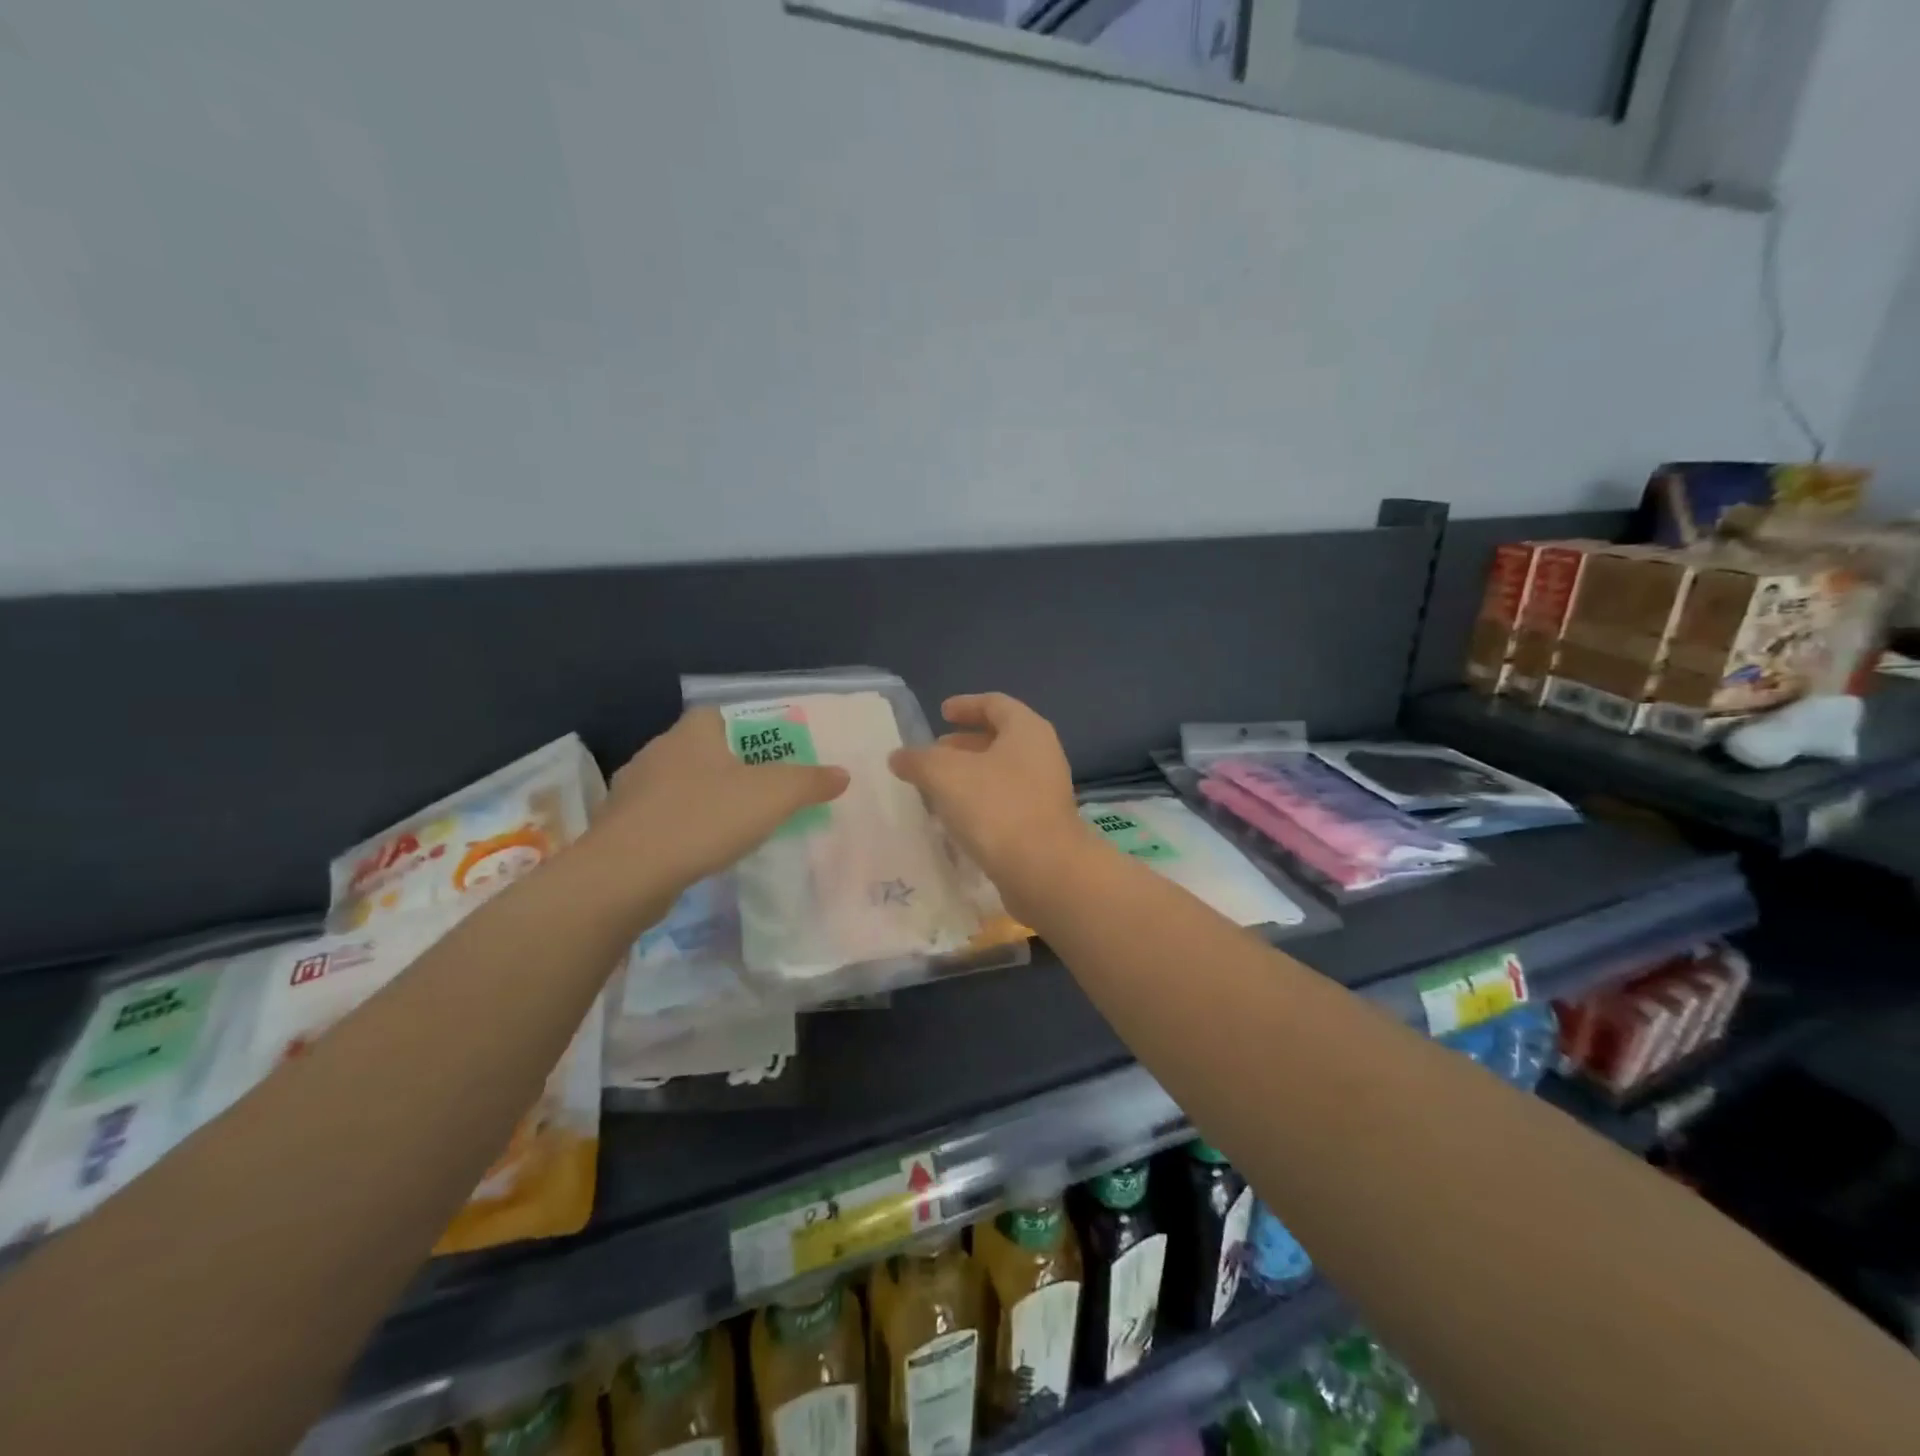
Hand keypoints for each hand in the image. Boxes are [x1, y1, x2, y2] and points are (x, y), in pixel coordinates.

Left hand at [593, 708, 848, 892]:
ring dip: (701, 800)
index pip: (719, 715)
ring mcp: (632, 790)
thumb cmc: (705, 818)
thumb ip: (810, 782)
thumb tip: (842, 774)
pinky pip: (659, 818)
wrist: (627, 873)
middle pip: (700, 750)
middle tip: (758, 793)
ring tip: (730, 825)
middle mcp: (657, 751)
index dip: (745, 730)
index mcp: (692, 732)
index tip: (768, 756)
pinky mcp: (619, 827)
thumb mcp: (774, 796)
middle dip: (727, 768)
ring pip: (677, 786)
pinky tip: (696, 851)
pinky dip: (679, 828)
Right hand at [888, 693, 1090, 905]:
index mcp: (1026, 730)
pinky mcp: (1041, 825)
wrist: (1044, 870)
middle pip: (999, 739)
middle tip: (932, 754)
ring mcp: (1044, 792)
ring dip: (969, 777)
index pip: (995, 704)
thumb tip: (899, 757)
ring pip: (1000, 774)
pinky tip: (954, 819)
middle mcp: (1041, 755)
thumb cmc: (996, 807)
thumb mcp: (945, 775)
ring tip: (935, 788)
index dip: (966, 705)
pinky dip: (979, 803)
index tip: (941, 713)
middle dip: (962, 745)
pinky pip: (1005, 803)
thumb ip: (918, 760)